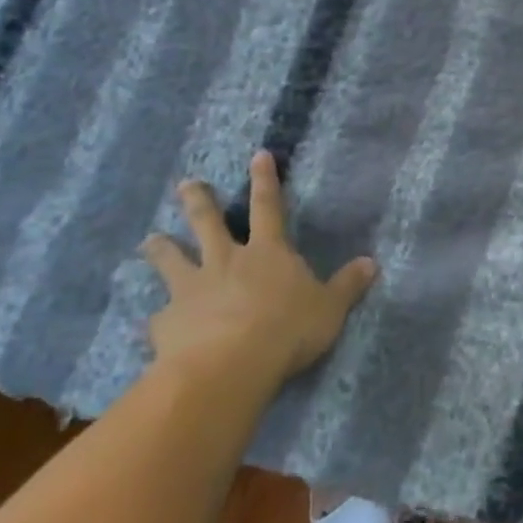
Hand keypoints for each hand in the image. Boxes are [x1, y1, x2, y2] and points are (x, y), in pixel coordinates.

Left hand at [141, 151, 377, 388]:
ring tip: (150, 239)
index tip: (258, 155)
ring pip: (173, 259)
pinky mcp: (168, 321)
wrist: (228, 366)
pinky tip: (155, 322)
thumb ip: (347, 286)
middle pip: (208, 222)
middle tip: (187, 183)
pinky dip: (160, 316)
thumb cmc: (287, 331)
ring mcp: (192, 288)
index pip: (269, 206)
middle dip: (199, 200)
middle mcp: (226, 260)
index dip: (265, 180)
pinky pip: (161, 315)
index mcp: (267, 252)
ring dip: (161, 248)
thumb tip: (372, 263)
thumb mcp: (329, 309)